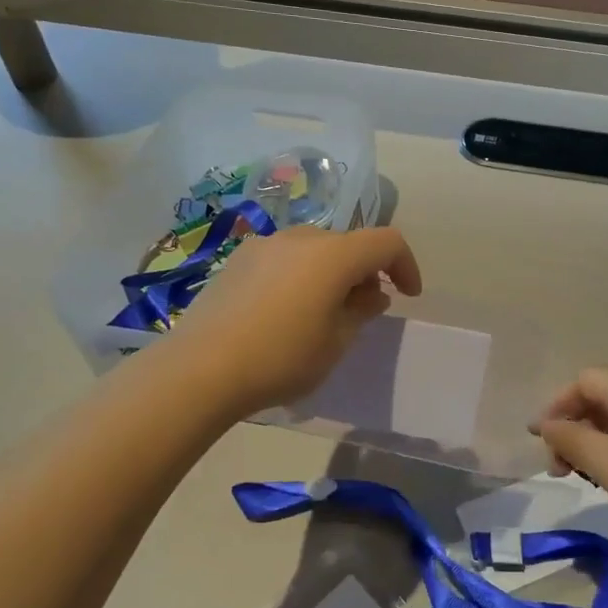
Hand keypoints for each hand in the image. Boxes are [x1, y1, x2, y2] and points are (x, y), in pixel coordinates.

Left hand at [165, 224, 422, 415]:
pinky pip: (284, 258)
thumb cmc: (280, 358)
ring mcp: (265, 245)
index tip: (407, 295)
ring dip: (331, 272)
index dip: (405, 265)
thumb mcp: (335, 343)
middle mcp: (301, 238)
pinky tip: (284, 311)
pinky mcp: (237, 259)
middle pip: (349, 243)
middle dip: (366, 271)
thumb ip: (361, 312)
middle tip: (364, 309)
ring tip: (323, 311)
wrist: (199, 369)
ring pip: (315, 249)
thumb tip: (370, 294)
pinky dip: (300, 274)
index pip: (386, 242)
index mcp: (333, 255)